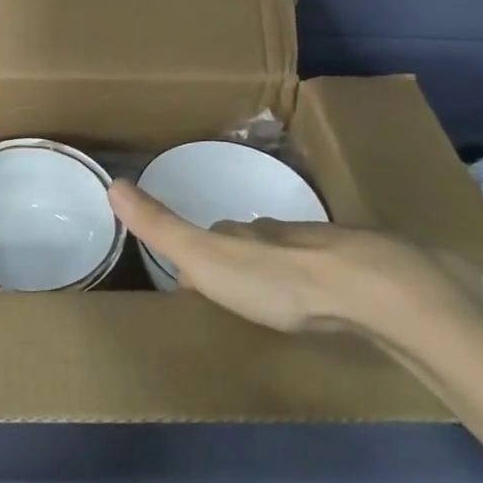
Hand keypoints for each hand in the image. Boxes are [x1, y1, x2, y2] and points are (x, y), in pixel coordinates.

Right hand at [109, 179, 482, 342]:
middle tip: (229, 283)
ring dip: (279, 267)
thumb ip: (161, 225)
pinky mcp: (364, 272)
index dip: (196, 248)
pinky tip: (327, 300)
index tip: (186, 274)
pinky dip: (321, 281)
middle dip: (239, 255)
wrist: (369, 290)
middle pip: (253, 239)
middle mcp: (280, 233)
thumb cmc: (276, 280)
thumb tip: (113, 182)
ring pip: (293, 253)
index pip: (213, 233)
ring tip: (274, 293)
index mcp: (243, 233)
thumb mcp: (205, 257)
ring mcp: (325, 249)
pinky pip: (333, 272)